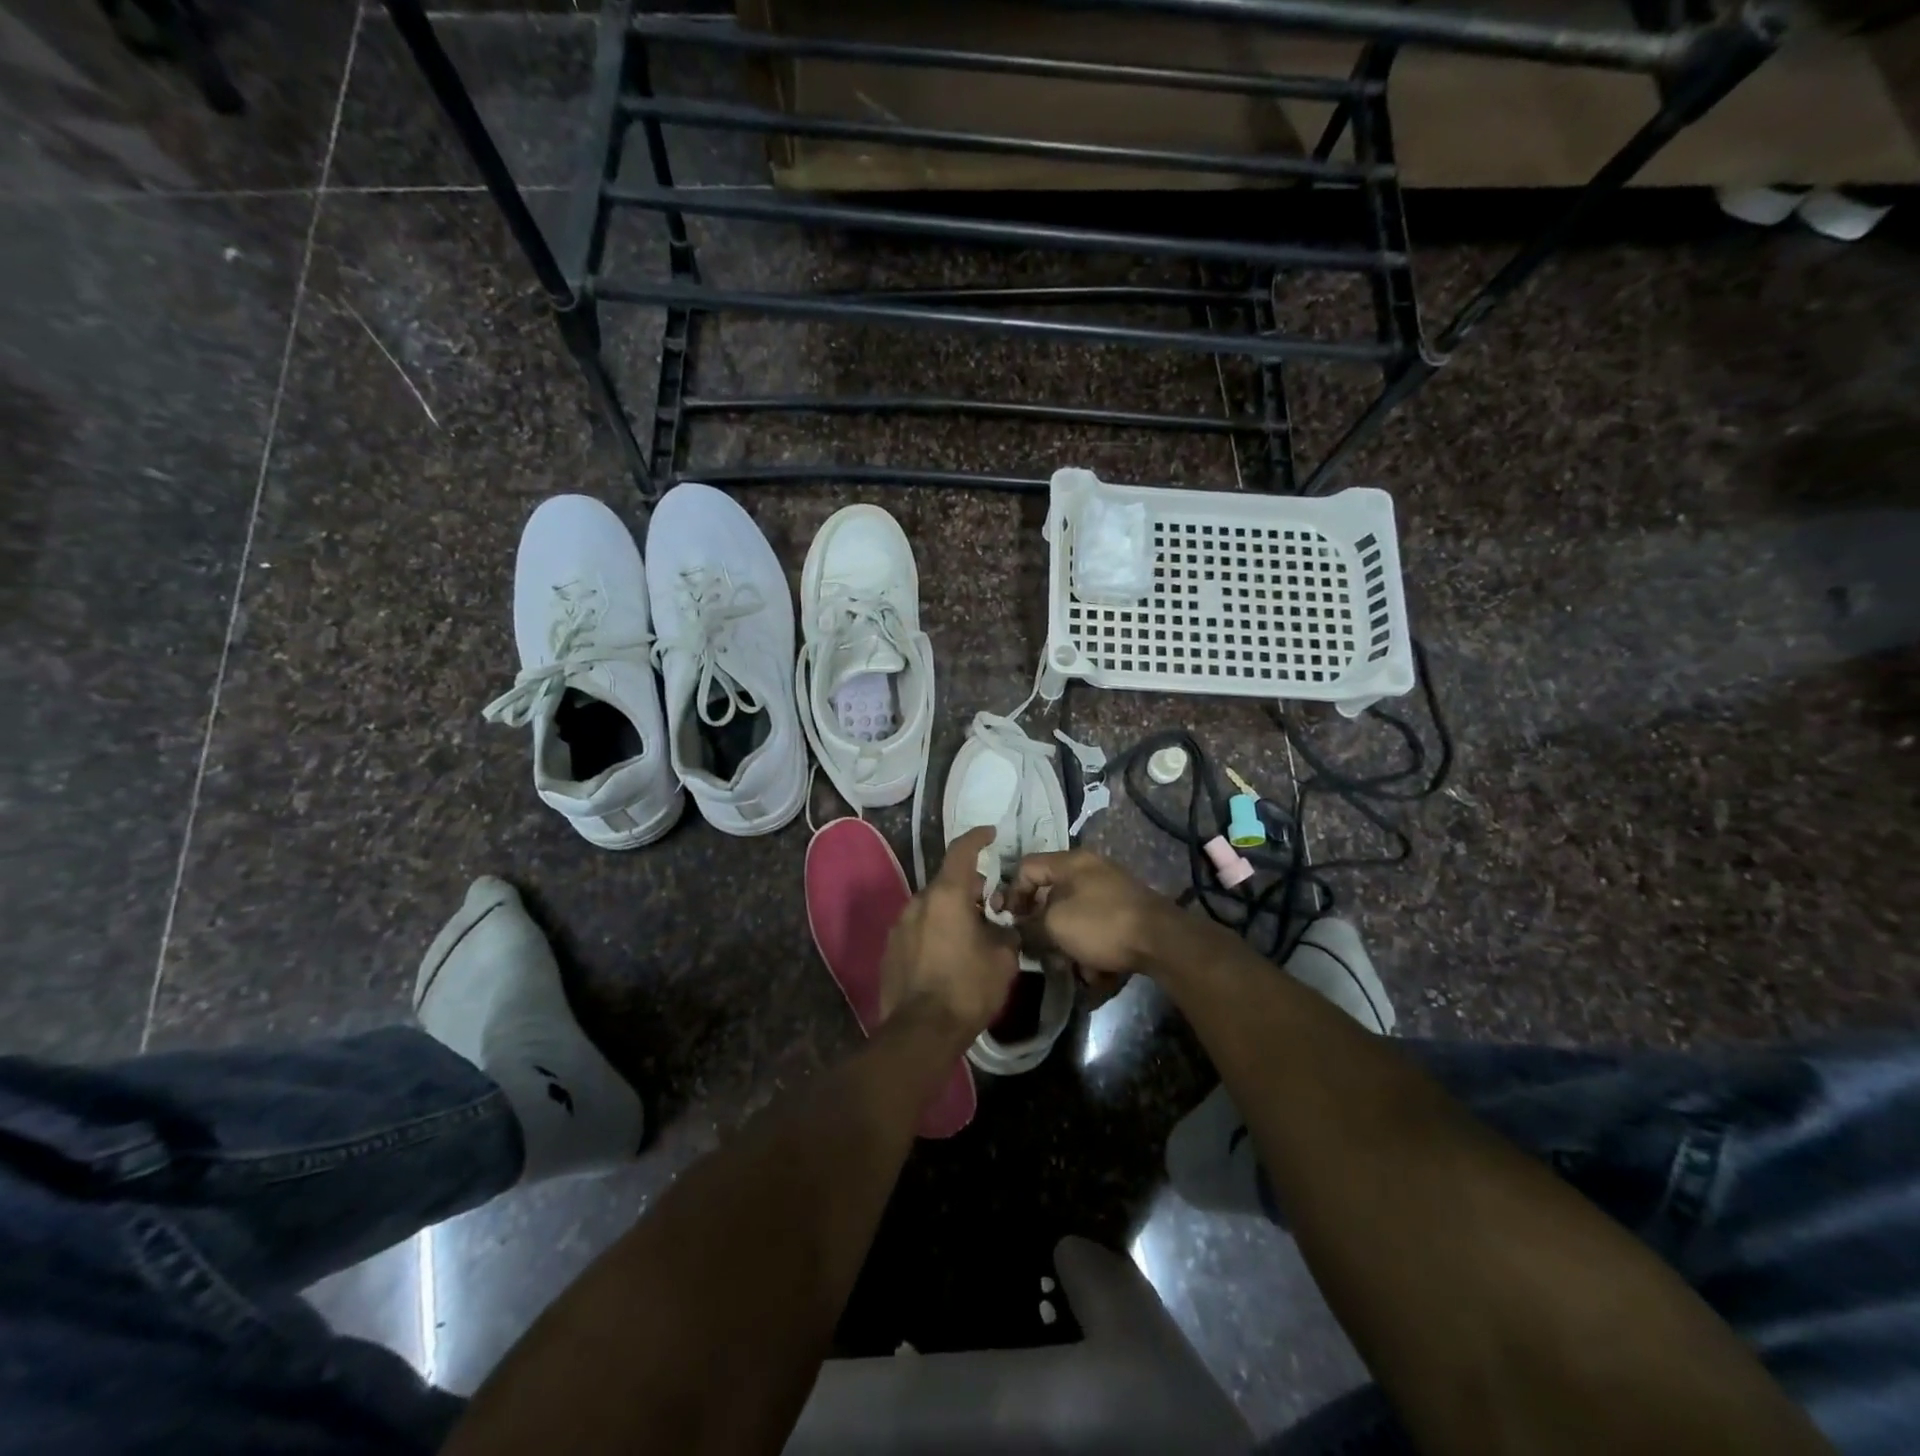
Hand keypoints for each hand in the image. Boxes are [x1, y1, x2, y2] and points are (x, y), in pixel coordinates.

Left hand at [879, 826, 1019, 1039]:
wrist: (920, 1031)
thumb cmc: (967, 989)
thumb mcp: (1003, 959)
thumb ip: (1006, 933)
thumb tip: (1003, 929)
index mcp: (947, 895)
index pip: (962, 851)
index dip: (978, 838)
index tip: (990, 833)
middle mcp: (919, 902)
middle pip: (947, 882)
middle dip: (969, 889)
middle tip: (990, 907)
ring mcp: (900, 925)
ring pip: (931, 907)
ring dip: (951, 913)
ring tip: (970, 936)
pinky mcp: (890, 949)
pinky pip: (918, 929)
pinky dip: (934, 932)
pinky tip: (947, 957)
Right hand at [1004, 849, 1183, 979]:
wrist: (1161, 941)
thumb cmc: (1100, 924)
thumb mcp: (1054, 925)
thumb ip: (1029, 925)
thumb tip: (1021, 930)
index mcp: (1071, 862)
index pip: (1026, 867)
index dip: (1011, 893)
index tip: (1007, 920)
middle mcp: (1091, 871)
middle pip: (1052, 896)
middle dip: (1043, 927)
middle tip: (1038, 950)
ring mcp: (1112, 892)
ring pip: (1075, 919)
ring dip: (1068, 945)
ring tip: (1070, 969)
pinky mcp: (1127, 915)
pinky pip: (1098, 931)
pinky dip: (1093, 951)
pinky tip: (1096, 974)